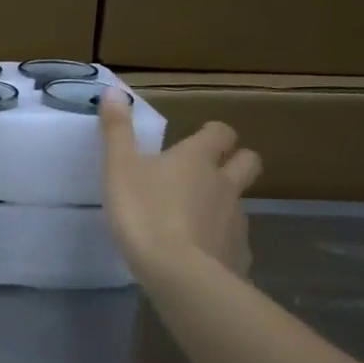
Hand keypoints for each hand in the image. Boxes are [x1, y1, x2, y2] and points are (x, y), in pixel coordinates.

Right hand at [99, 97, 261, 282]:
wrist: (179, 273)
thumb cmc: (145, 213)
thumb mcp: (119, 168)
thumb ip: (117, 131)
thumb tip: (115, 89)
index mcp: (197, 159)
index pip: (222, 133)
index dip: (213, 134)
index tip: (200, 138)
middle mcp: (224, 183)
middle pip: (248, 162)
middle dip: (236, 161)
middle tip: (209, 172)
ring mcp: (236, 219)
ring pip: (239, 202)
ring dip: (223, 204)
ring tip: (194, 220)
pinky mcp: (238, 253)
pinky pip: (233, 240)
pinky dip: (219, 241)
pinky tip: (199, 254)